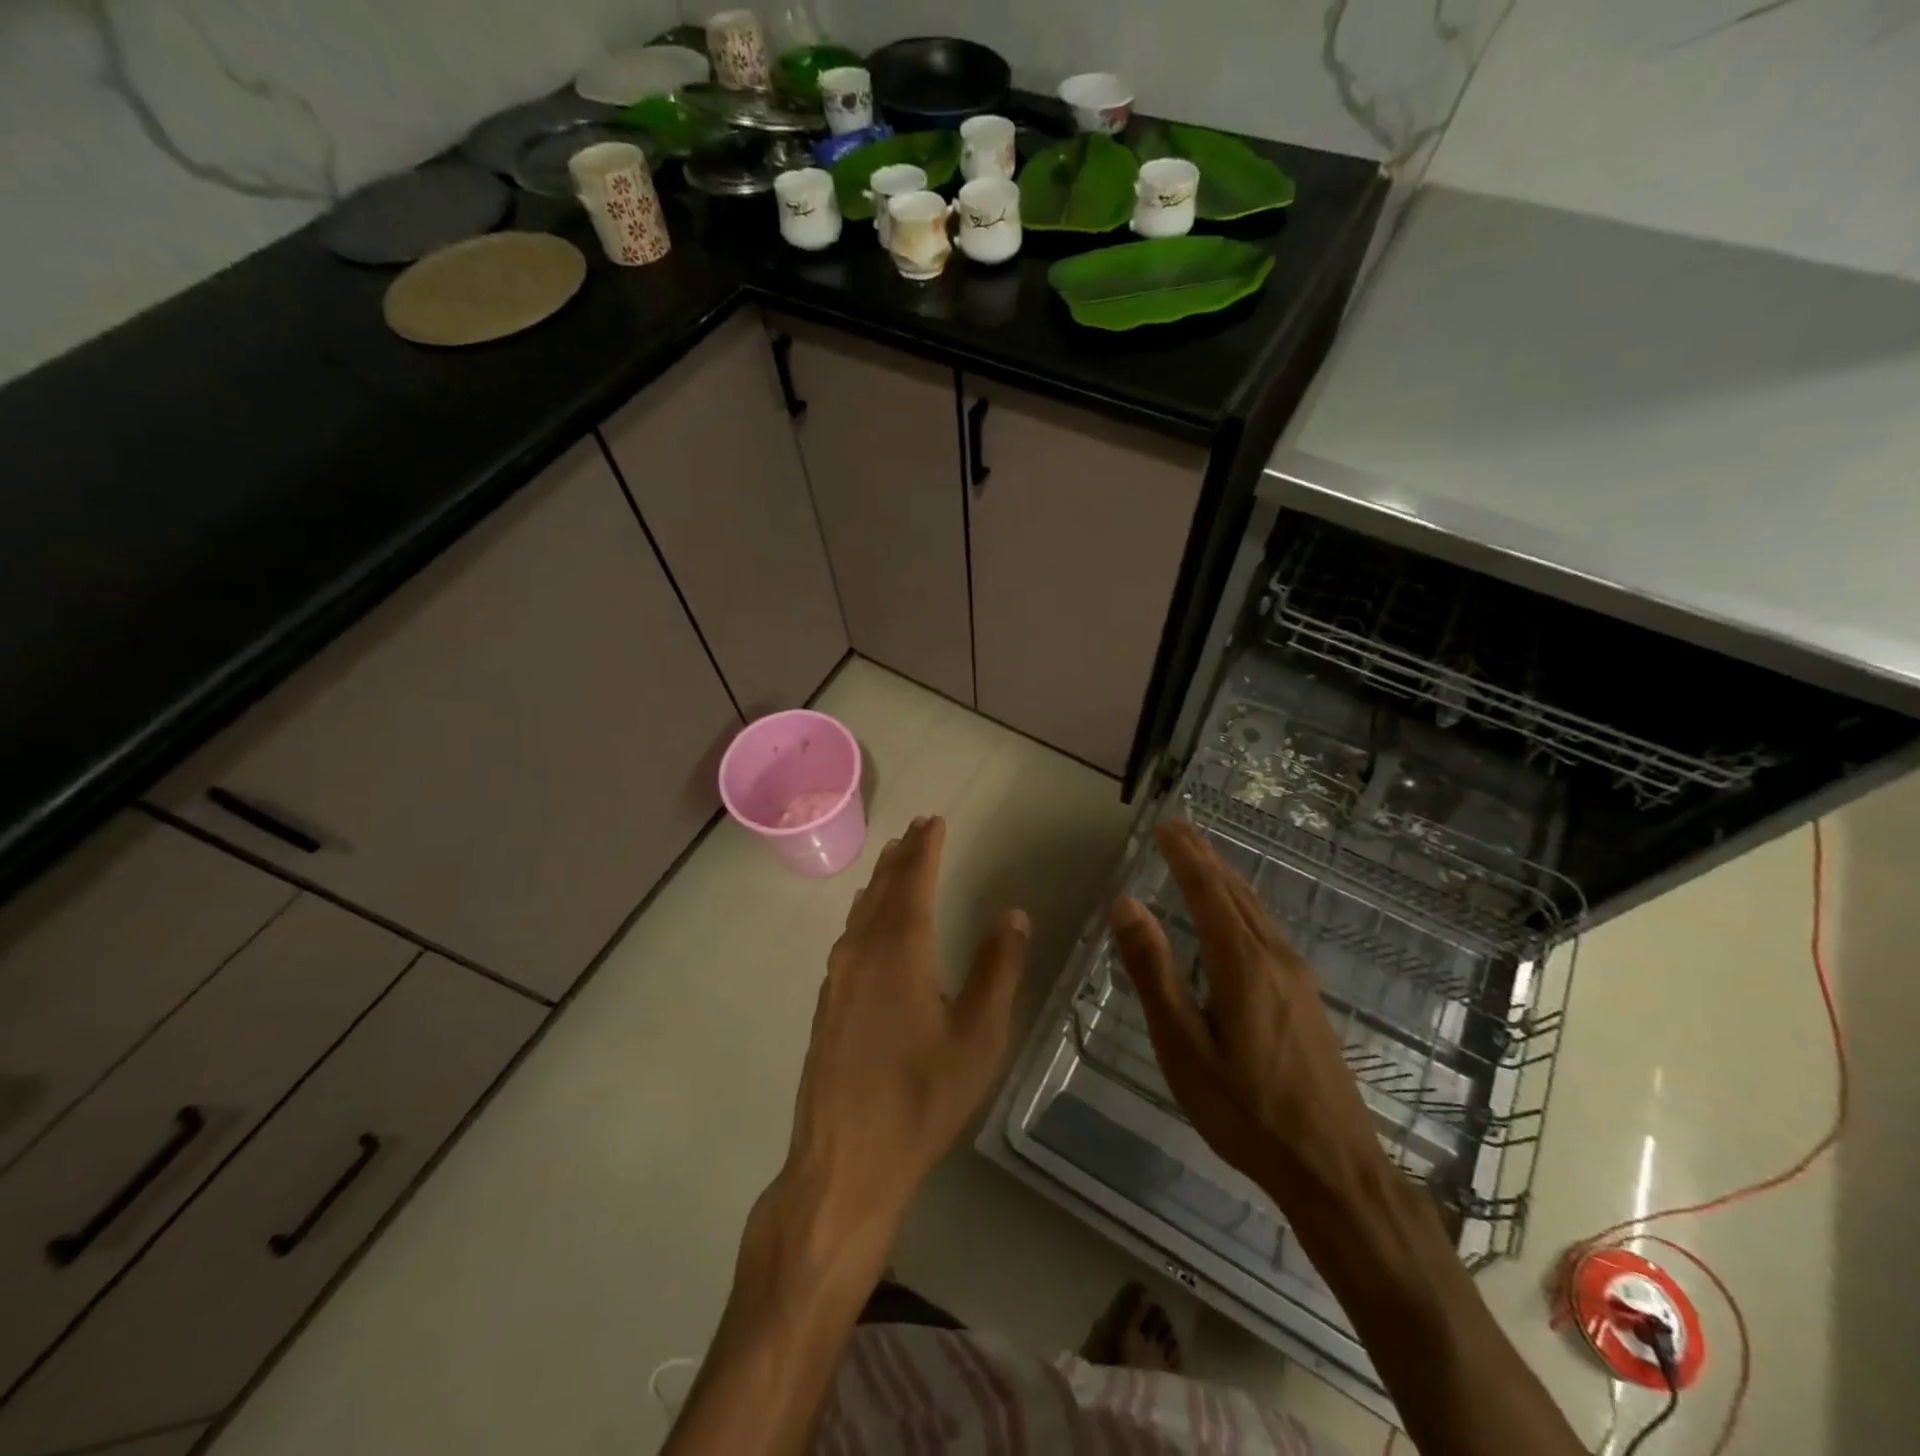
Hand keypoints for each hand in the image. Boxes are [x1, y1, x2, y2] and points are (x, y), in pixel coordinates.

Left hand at [774, 816, 1029, 1267]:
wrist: (845, 1160)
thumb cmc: (921, 1098)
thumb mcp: (978, 1036)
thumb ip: (997, 969)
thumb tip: (1014, 914)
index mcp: (899, 950)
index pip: (913, 880)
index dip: (926, 847)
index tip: (934, 820)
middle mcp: (862, 951)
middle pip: (882, 889)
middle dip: (901, 856)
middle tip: (917, 828)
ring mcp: (838, 977)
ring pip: (862, 911)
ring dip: (881, 882)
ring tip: (895, 861)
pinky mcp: (828, 1002)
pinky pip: (850, 936)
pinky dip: (867, 912)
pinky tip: (870, 921)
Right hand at [1110, 821, 1388, 1223]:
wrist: (1333, 1167)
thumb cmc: (1245, 1111)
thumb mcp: (1183, 1046)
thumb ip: (1154, 972)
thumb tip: (1126, 905)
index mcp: (1241, 962)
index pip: (1208, 890)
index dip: (1184, 854)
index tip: (1164, 825)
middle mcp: (1273, 956)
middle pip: (1234, 890)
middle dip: (1203, 855)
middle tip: (1177, 827)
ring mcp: (1296, 975)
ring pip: (1255, 907)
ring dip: (1224, 875)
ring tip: (1199, 856)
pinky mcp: (1305, 995)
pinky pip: (1266, 928)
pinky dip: (1240, 902)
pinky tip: (1234, 913)